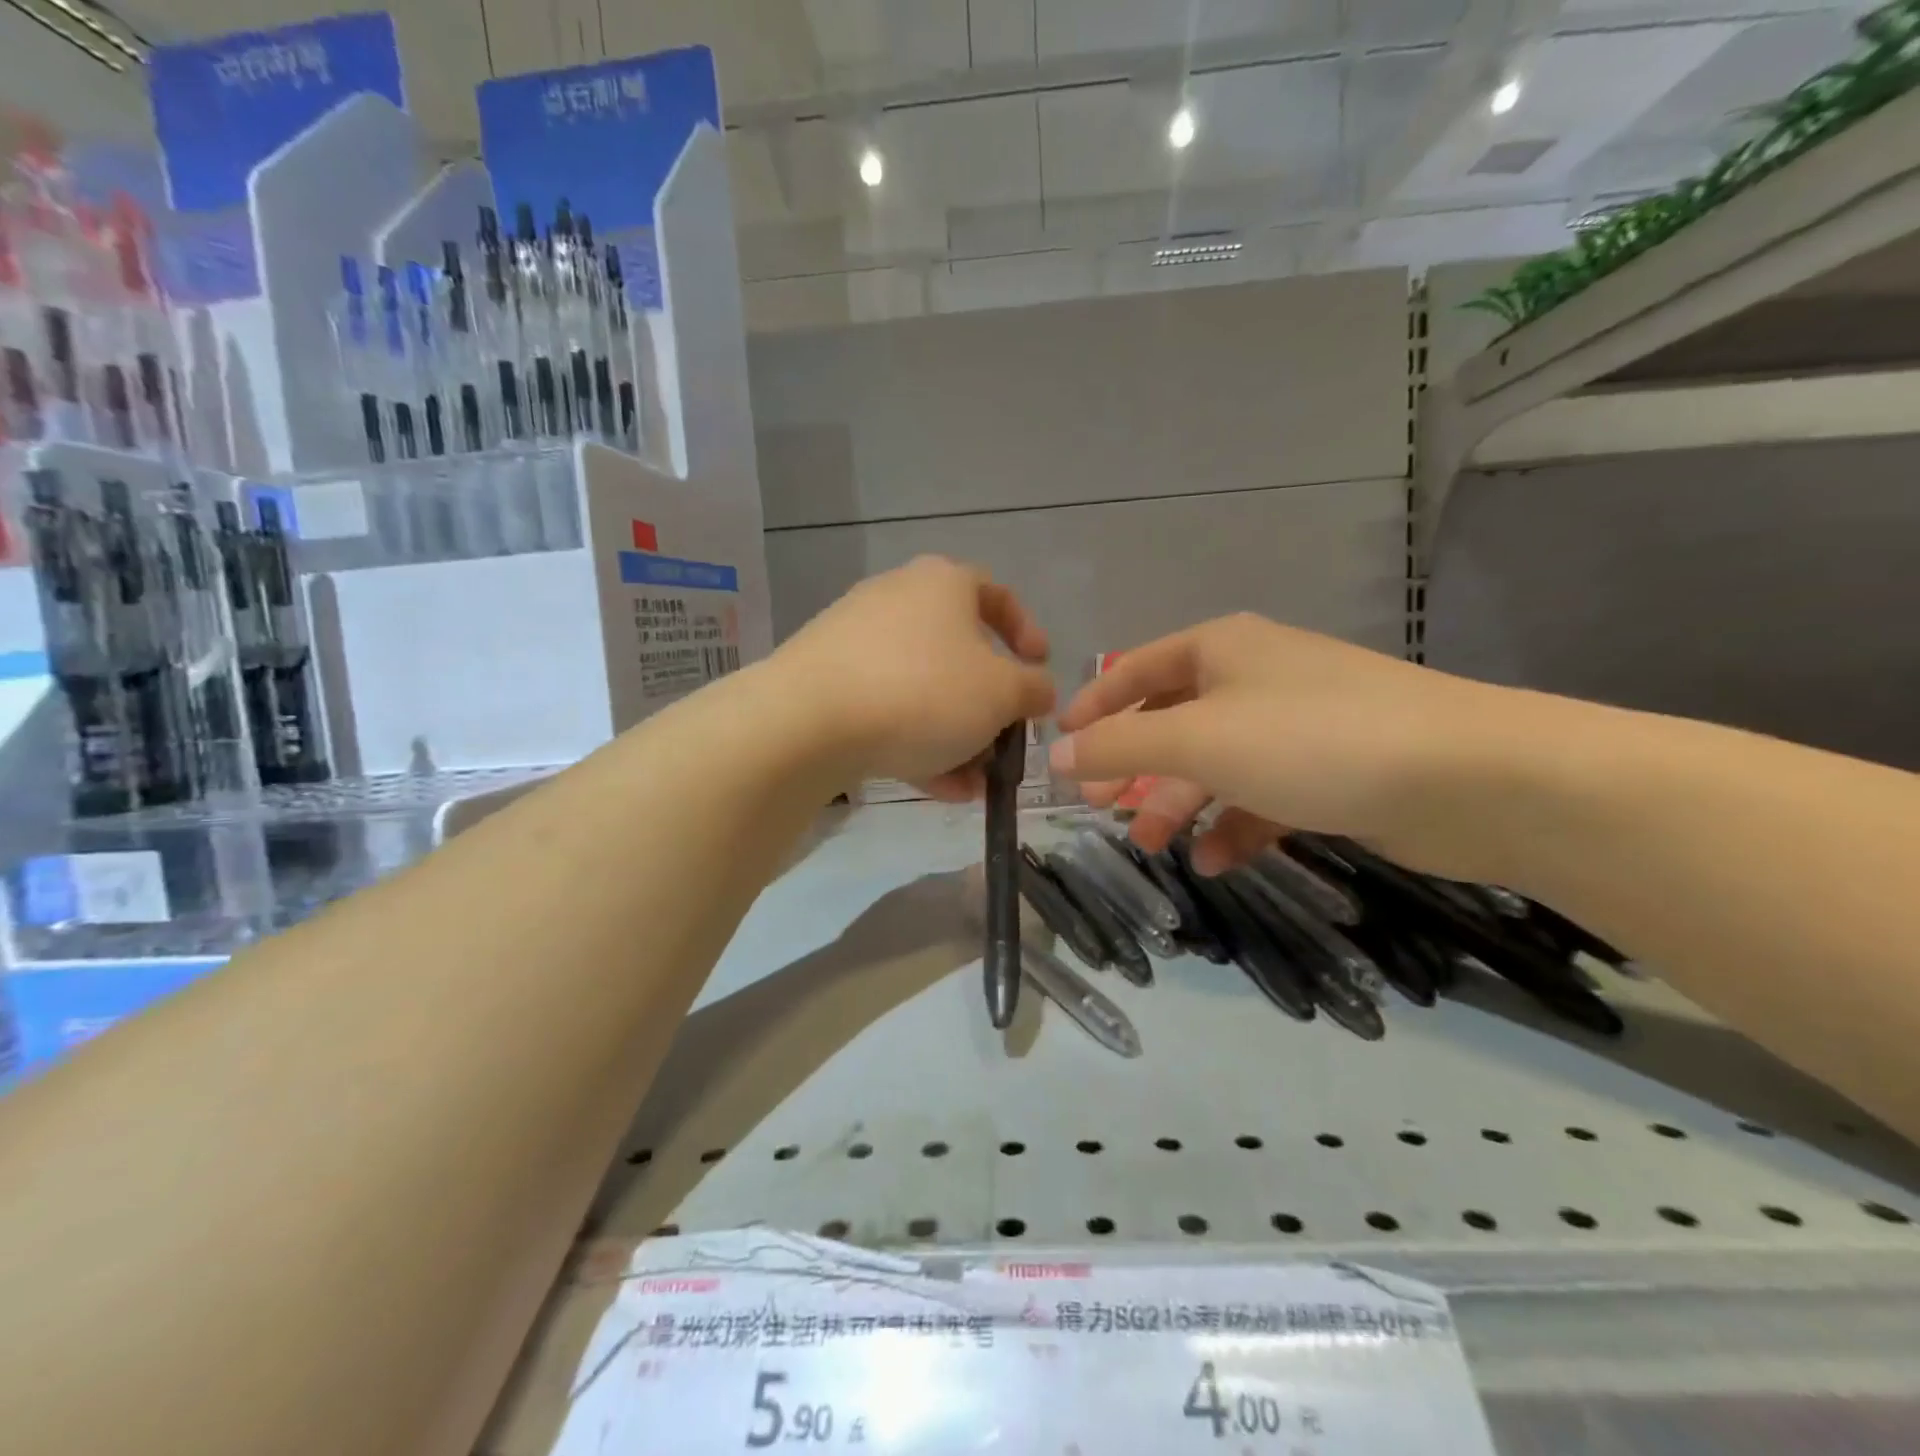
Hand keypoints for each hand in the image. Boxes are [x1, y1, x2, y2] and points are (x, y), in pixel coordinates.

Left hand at [773, 556, 1054, 798]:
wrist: (808, 721)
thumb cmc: (923, 692)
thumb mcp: (1001, 694)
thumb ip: (1033, 689)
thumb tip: (1039, 689)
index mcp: (942, 583)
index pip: (996, 594)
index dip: (1026, 632)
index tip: (1039, 669)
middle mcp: (896, 599)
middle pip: (957, 651)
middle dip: (987, 706)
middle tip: (1004, 742)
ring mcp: (855, 639)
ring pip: (922, 688)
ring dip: (954, 735)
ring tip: (973, 783)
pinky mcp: (827, 680)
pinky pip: (886, 707)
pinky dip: (915, 741)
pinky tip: (938, 787)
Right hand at [1050, 613, 1508, 876]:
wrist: (1466, 777)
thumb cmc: (1311, 740)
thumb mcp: (1197, 738)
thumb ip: (1118, 746)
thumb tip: (1056, 757)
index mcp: (1220, 650)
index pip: (1136, 668)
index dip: (1094, 704)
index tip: (1059, 747)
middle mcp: (1255, 679)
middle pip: (1173, 720)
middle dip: (1133, 764)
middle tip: (1099, 807)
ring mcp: (1295, 727)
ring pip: (1215, 764)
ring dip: (1178, 803)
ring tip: (1152, 845)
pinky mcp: (1329, 773)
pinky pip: (1261, 797)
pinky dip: (1233, 826)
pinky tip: (1215, 861)